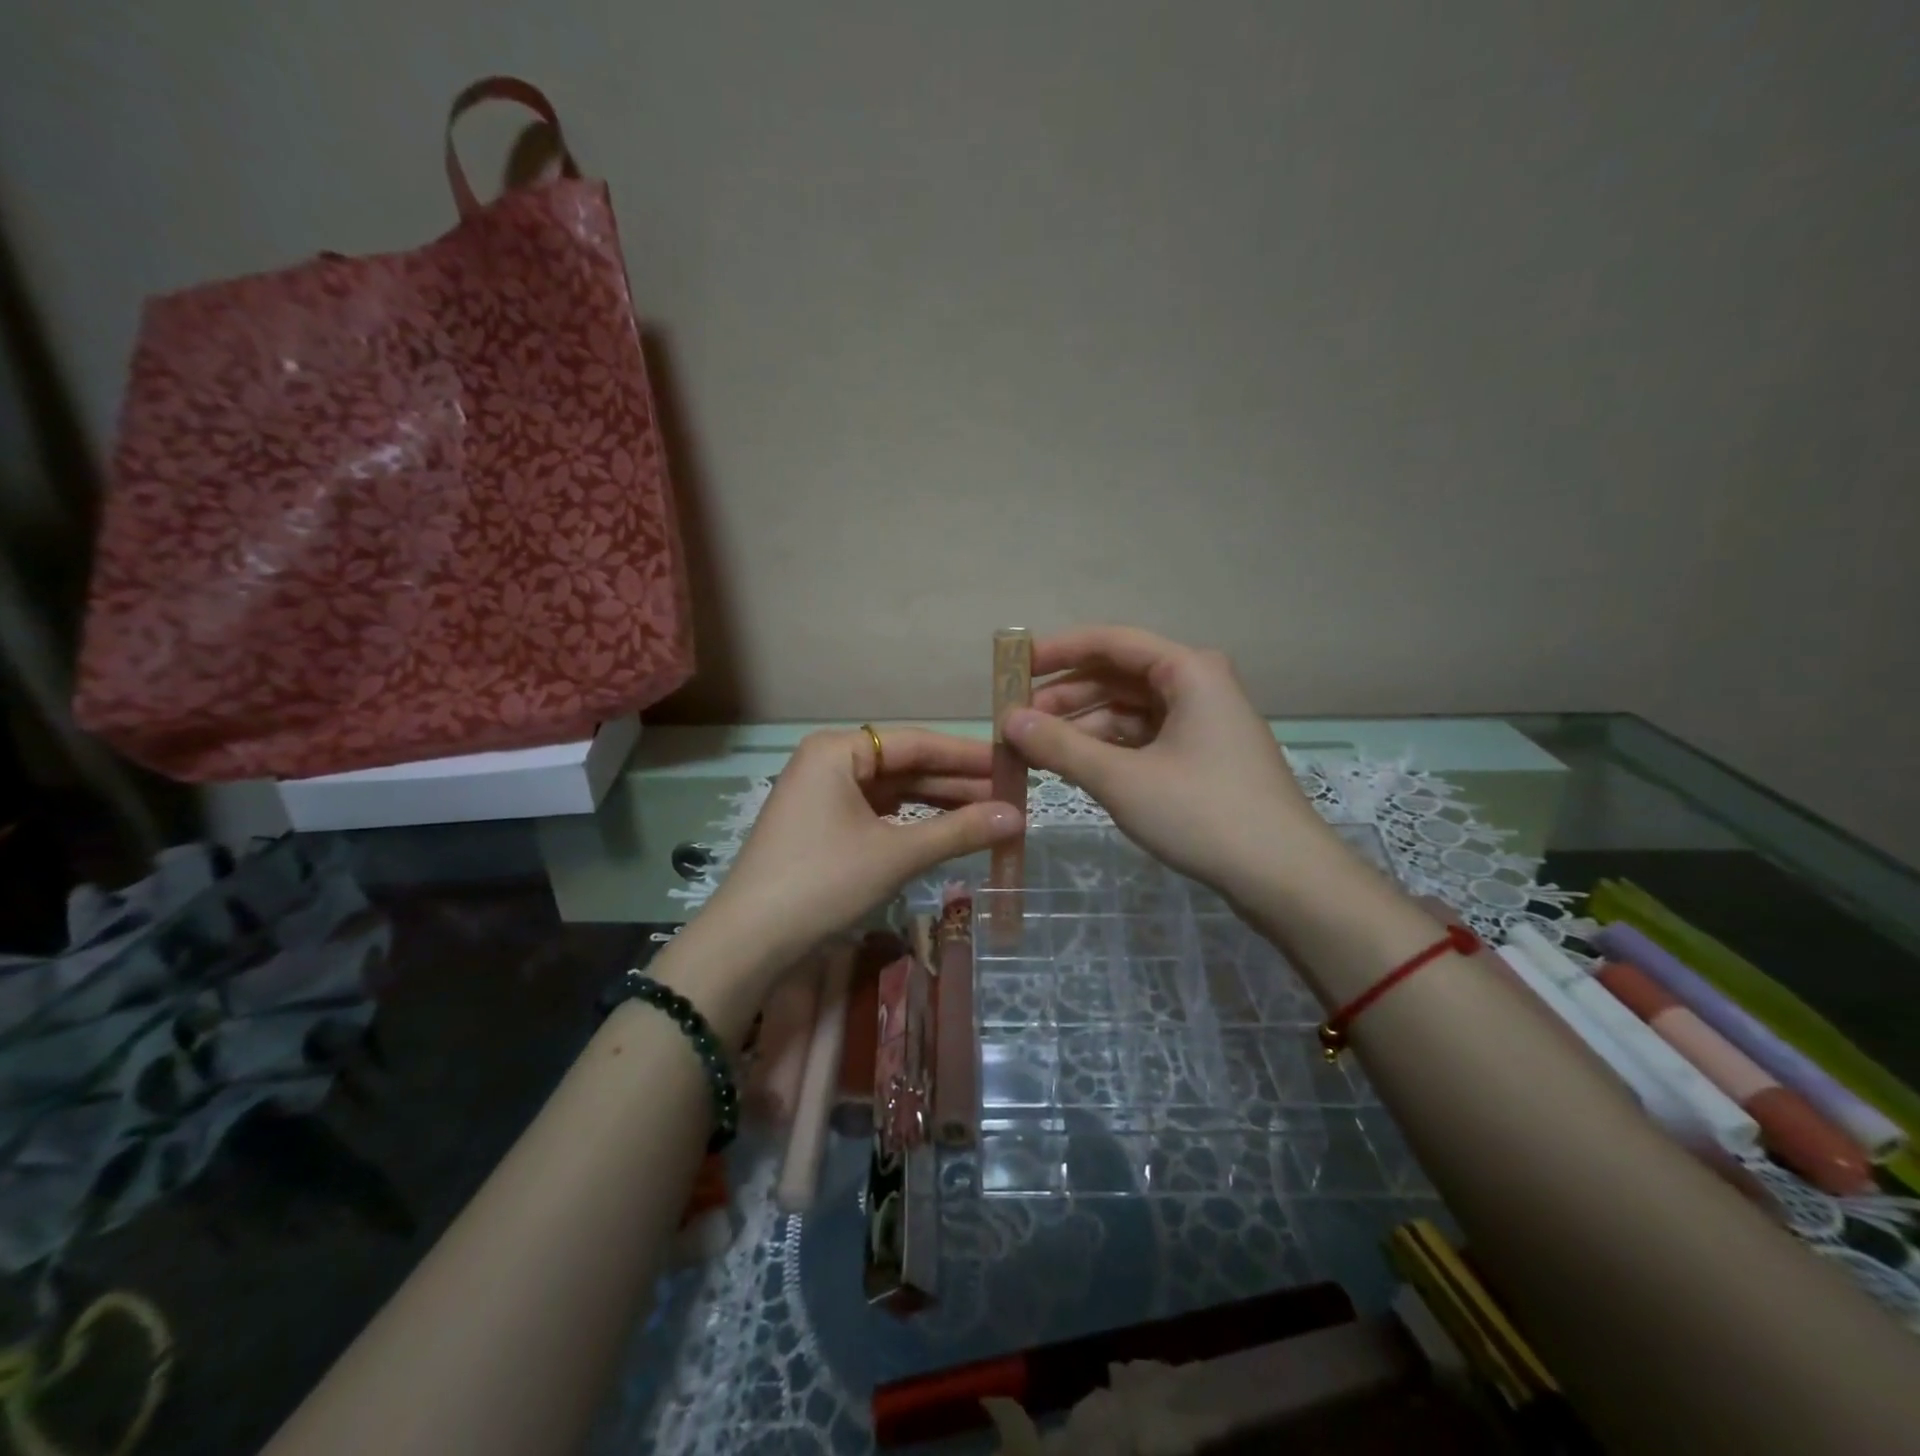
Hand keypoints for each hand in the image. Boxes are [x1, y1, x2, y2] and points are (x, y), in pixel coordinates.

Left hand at [697, 727, 1023, 983]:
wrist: (749, 942)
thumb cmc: (822, 883)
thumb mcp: (895, 854)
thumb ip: (958, 831)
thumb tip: (1019, 816)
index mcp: (839, 750)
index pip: (917, 743)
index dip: (968, 755)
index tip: (1012, 764)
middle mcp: (830, 762)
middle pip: (906, 766)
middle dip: (957, 783)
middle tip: (1011, 795)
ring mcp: (824, 795)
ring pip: (894, 792)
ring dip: (938, 804)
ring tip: (990, 814)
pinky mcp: (823, 825)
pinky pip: (878, 813)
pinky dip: (913, 823)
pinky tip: (948, 830)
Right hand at [1004, 627, 1331, 901]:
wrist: (1284, 877)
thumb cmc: (1202, 813)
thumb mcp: (1120, 778)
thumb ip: (1060, 745)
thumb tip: (1008, 720)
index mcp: (1187, 670)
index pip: (1110, 642)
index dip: (1057, 651)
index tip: (1012, 668)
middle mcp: (1197, 685)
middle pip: (1118, 676)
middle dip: (1065, 697)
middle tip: (1017, 721)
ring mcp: (1203, 722)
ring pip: (1129, 711)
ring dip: (1083, 727)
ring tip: (1036, 751)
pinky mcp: (1203, 757)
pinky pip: (1144, 738)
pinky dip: (1108, 749)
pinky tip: (1076, 766)